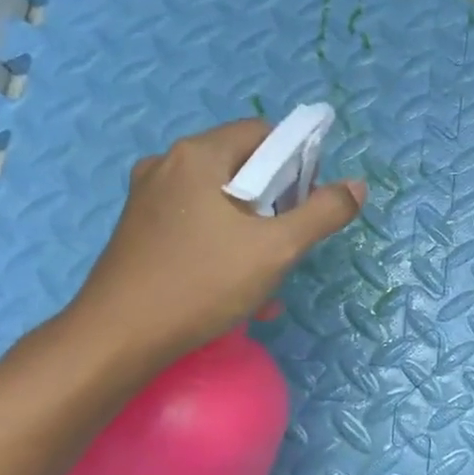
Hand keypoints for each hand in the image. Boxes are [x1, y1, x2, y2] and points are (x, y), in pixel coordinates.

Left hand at [66, 120, 365, 366]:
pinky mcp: (138, 229)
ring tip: (265, 275)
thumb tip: (356, 186)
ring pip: (221, 200)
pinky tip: (234, 287)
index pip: (264, 134)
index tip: (306, 205)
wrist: (117, 340)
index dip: (296, 164)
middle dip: (275, 204)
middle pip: (242, 167)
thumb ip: (323, 212)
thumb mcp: (277, 249)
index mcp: (198, 155)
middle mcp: (167, 165)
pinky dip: (222, 244)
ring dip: (253, 231)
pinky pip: (197, 222)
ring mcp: (147, 197)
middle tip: (287, 244)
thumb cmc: (202, 283)